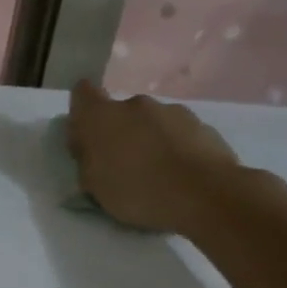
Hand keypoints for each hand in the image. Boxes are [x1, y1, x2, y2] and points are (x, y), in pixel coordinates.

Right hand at [66, 79, 242, 232]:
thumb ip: (87, 160)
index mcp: (101, 116)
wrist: (204, 194)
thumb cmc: (137, 191)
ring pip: (152, 122)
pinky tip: (181, 175)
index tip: (86, 136)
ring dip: (149, 140)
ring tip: (157, 174)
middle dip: (119, 133)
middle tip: (123, 165)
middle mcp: (135, 104)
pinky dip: (176, 148)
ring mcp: (172, 111)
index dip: (82, 111)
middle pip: (120, 112)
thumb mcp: (94, 186)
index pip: (82, 92)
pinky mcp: (202, 125)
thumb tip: (88, 148)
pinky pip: (179, 134)